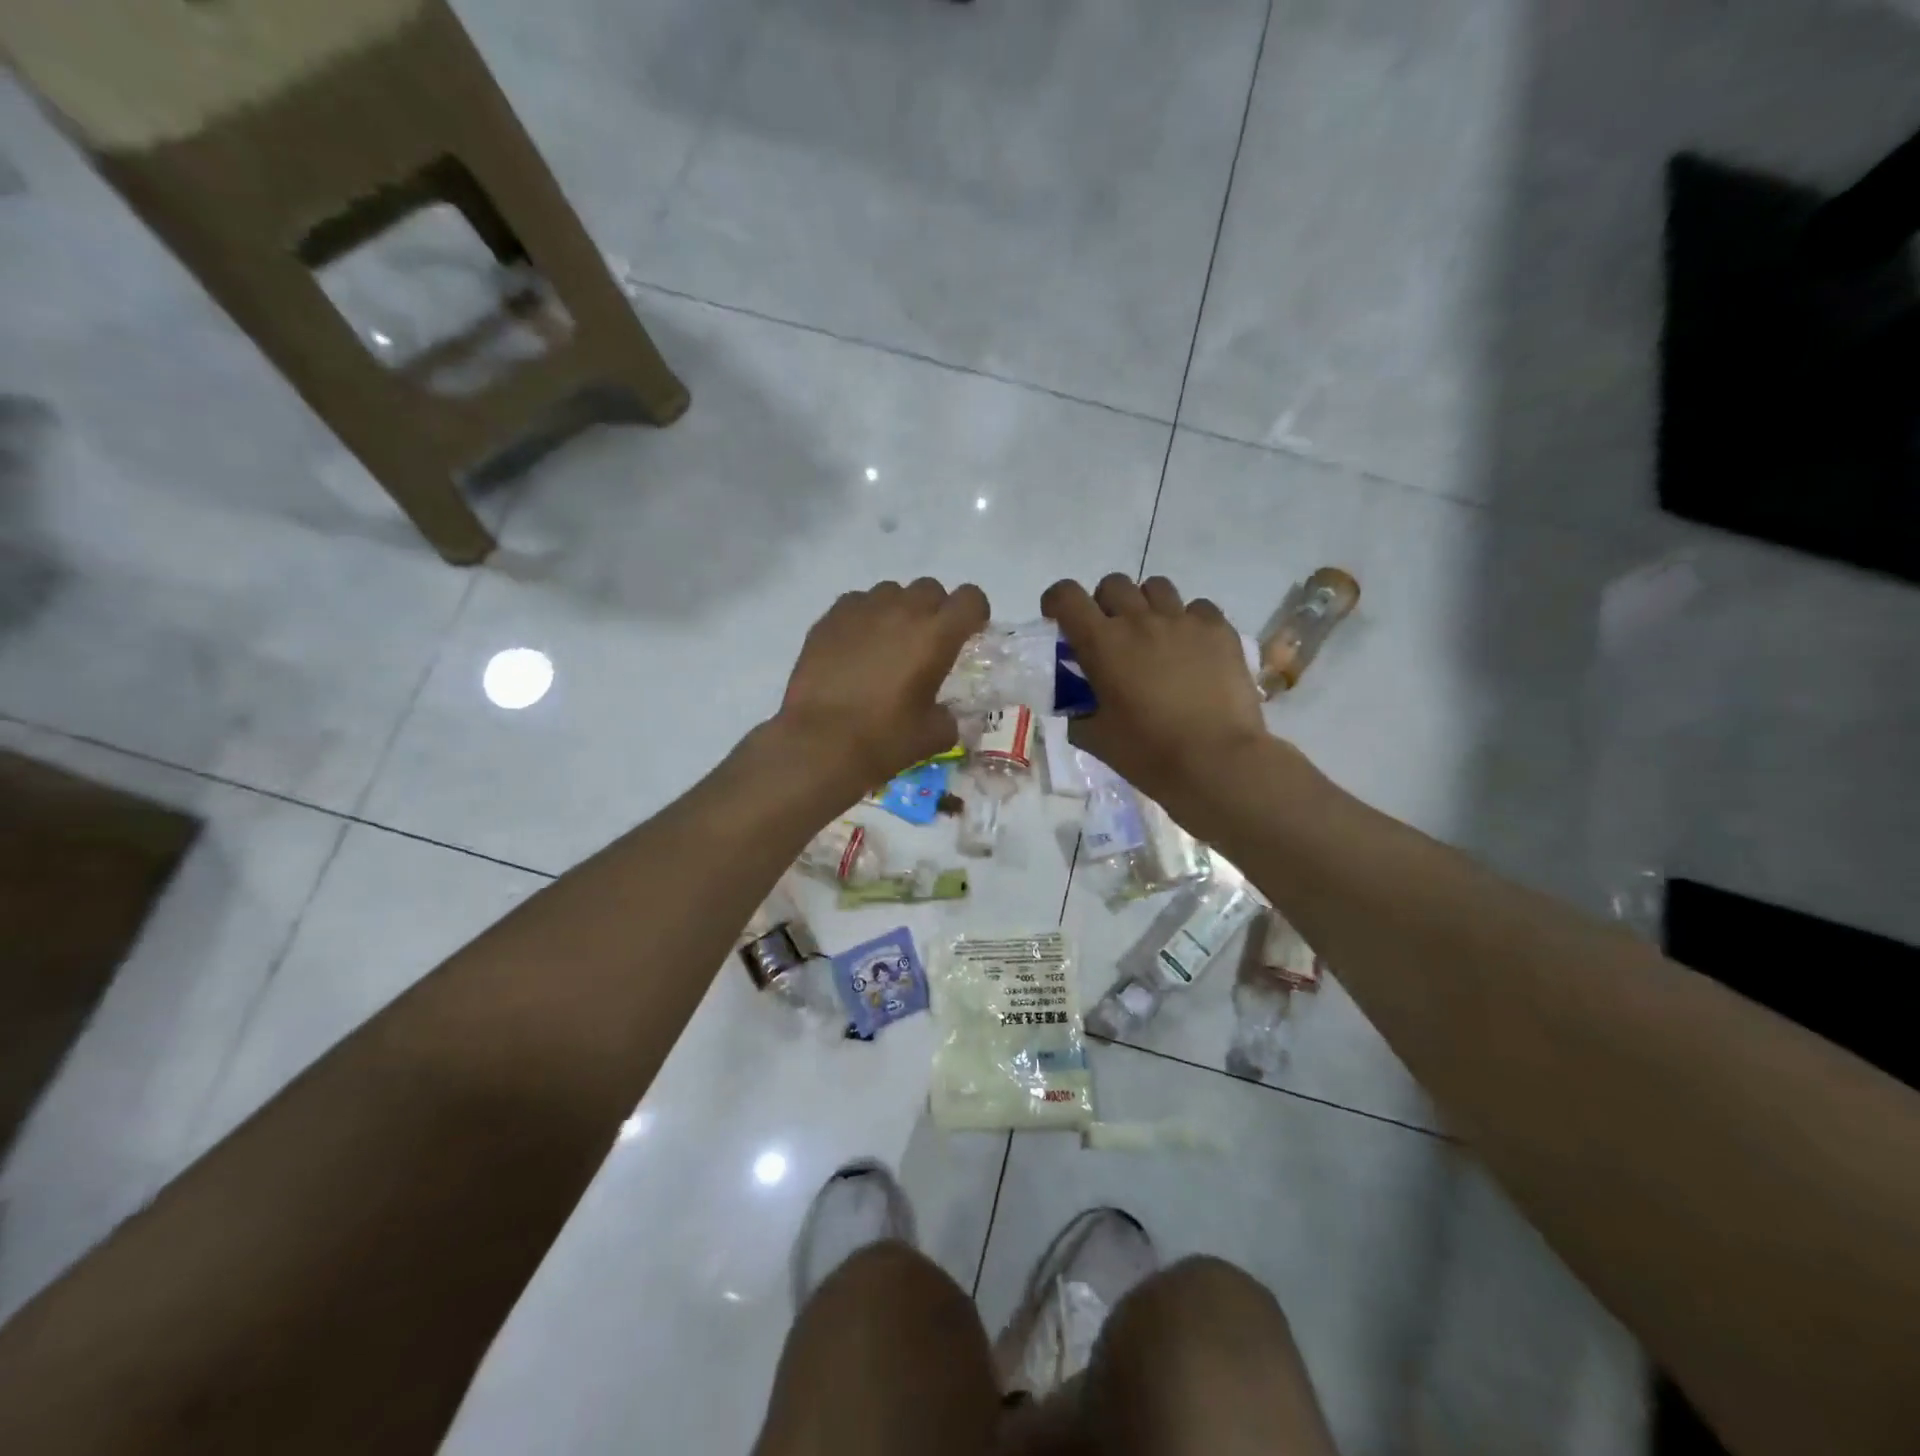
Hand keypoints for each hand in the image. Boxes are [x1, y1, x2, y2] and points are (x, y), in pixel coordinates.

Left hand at [776, 578, 989, 788]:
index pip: (970, 598)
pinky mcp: (829, 618)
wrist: (819, 743)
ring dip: (897, 610)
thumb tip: (944, 713)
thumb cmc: (884, 739)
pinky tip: (855, 647)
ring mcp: (862, 610)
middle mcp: (902, 610)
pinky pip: (856, 603)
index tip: (967, 634)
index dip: (974, 613)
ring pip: (891, 591)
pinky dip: (863, 618)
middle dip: (935, 610)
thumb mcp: (933, 735)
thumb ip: (948, 716)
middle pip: (930, 588)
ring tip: (887, 643)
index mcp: (936, 635)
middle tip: (925, 643)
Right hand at [1042, 574, 1271, 806]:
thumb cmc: (1148, 754)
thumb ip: (1078, 713)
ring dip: (1146, 606)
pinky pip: (1197, 607)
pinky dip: (1188, 621)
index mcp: (1101, 643)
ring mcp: (1183, 620)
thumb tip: (1078, 706)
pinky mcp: (1219, 630)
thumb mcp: (1095, 738)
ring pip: (1156, 587)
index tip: (1060, 621)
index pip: (1066, 596)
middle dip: (1104, 604)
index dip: (1057, 602)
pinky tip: (1191, 649)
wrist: (1216, 762)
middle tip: (1111, 636)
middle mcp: (1139, 620)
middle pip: (1113, 585)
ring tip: (1154, 637)